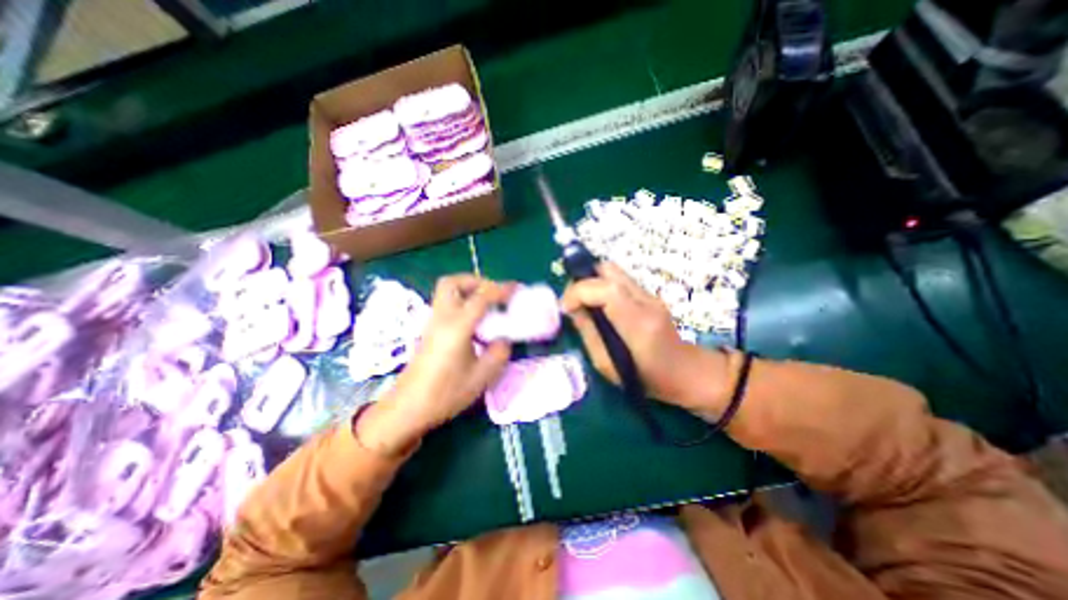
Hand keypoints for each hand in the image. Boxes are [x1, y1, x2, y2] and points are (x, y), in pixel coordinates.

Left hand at [357, 276, 515, 453]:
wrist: (408, 409)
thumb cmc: (445, 394)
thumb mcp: (481, 377)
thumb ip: (499, 353)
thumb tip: (503, 339)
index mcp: (457, 327)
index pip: (481, 297)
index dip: (500, 290)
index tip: (516, 289)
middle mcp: (442, 318)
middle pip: (453, 282)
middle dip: (476, 281)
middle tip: (493, 294)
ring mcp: (432, 322)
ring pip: (447, 291)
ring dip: (468, 290)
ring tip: (487, 306)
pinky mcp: (429, 330)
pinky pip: (447, 304)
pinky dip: (462, 302)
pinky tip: (474, 322)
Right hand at [562, 263, 730, 417]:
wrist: (685, 372)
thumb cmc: (645, 378)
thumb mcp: (606, 364)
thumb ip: (587, 332)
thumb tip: (572, 308)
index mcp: (639, 324)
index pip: (606, 289)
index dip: (579, 291)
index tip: (565, 307)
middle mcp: (647, 302)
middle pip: (609, 270)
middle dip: (583, 280)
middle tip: (572, 300)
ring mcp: (651, 295)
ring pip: (613, 271)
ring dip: (592, 281)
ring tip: (582, 302)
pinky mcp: (649, 293)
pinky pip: (619, 280)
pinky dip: (602, 285)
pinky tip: (599, 305)